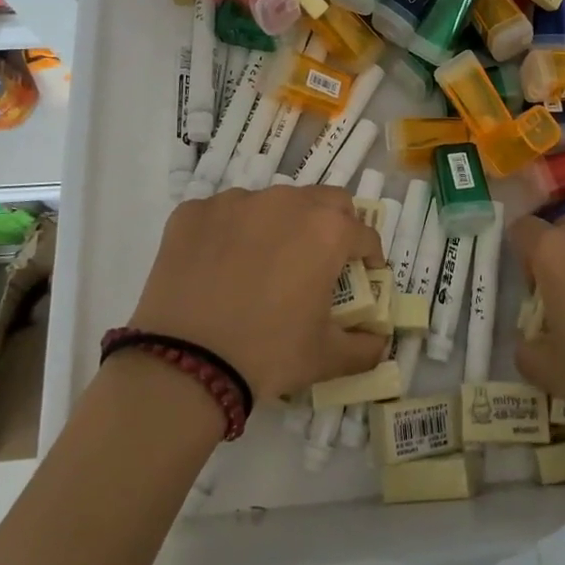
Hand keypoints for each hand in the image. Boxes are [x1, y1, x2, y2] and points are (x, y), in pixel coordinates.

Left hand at [127, 186, 386, 401]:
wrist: (184, 363)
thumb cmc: (267, 354)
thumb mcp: (326, 358)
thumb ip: (365, 347)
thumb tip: (380, 342)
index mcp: (326, 230)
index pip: (364, 233)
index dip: (369, 257)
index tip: (363, 276)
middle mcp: (285, 202)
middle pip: (324, 201)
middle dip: (332, 225)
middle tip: (320, 261)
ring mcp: (236, 201)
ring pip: (271, 203)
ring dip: (279, 225)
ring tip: (263, 265)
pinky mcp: (194, 211)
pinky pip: (223, 214)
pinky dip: (230, 232)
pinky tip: (219, 267)